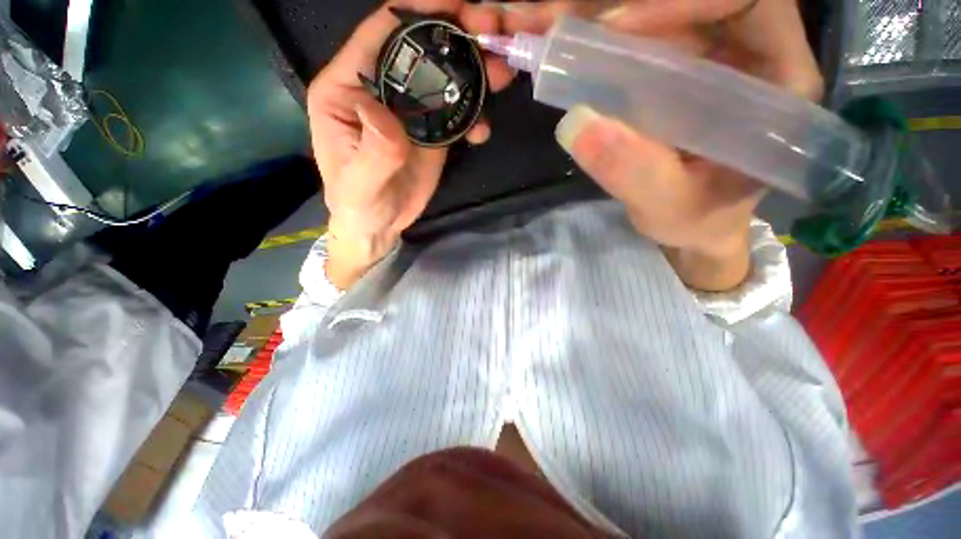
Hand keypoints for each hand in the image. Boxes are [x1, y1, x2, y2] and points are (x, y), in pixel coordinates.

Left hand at [309, 0, 512, 288]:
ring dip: (475, 71)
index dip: (420, 9)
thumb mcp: (360, 184)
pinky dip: (475, 115)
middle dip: (459, 35)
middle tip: (496, 36)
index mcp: (348, 88)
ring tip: (502, 77)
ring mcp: (409, 110)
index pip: (382, 32)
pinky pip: (456, 112)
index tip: (461, 4)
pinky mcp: (429, 131)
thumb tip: (385, 111)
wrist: (377, 226)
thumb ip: (373, 150)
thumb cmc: (359, 205)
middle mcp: (379, 89)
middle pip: (421, 47)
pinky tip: (483, 131)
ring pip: (444, 76)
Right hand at [499, 0, 821, 290]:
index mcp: (778, 84)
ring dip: (612, 20)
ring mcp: (719, 60)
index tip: (620, 28)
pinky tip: (577, 55)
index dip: (686, 1)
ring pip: (671, 14)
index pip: (749, 2)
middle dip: (635, 8)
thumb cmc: (697, 220)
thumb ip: (630, 172)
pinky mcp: (688, 72)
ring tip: (559, 37)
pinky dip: (610, 40)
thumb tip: (575, 125)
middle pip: (702, 0)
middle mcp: (756, 57)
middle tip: (570, 28)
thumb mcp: (666, 207)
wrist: (696, 224)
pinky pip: (652, 38)